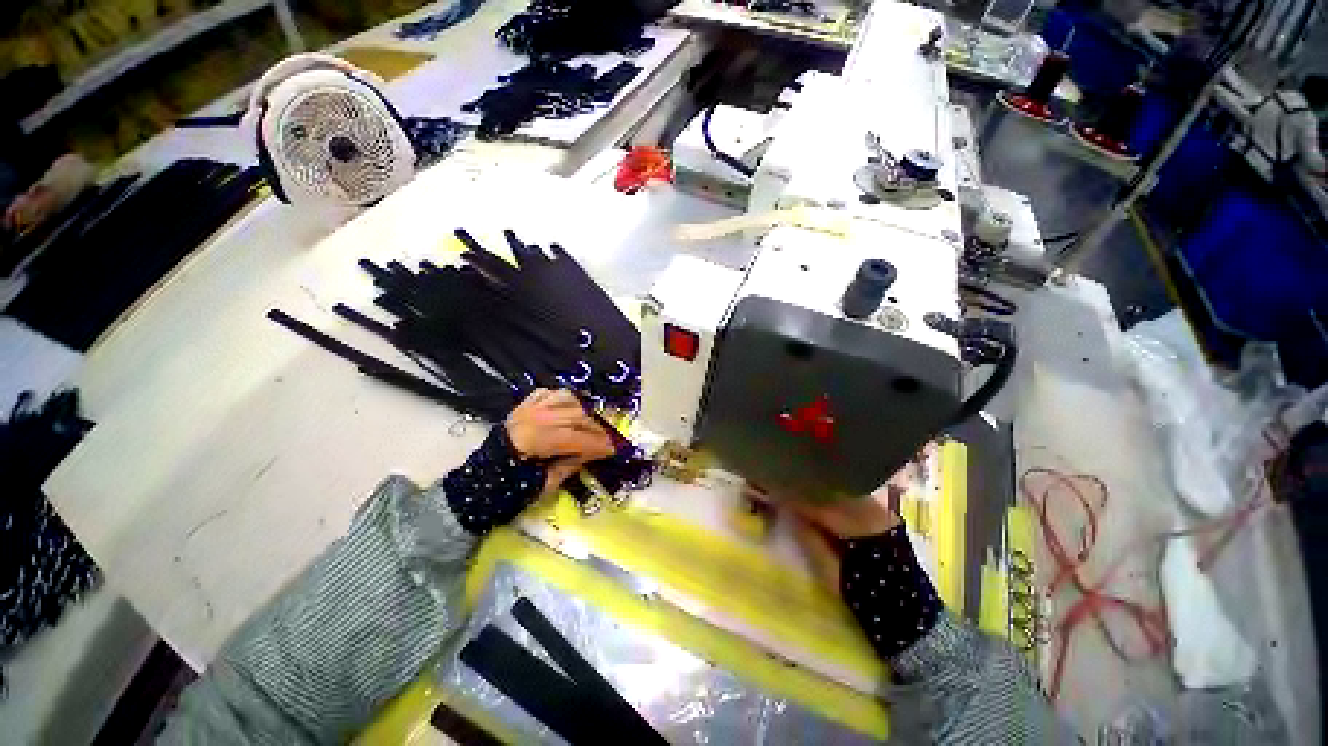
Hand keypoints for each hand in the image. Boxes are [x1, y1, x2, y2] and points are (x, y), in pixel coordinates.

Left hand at [505, 389, 614, 490]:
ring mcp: (529, 407)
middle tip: (607, 441)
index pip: (578, 438)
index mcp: (537, 439)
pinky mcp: (524, 405)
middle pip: (577, 416)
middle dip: (597, 429)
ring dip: (584, 412)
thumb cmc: (511, 488)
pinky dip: (565, 399)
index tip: (614, 450)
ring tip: (592, 426)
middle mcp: (536, 417)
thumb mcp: (544, 484)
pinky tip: (571, 411)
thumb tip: (594, 453)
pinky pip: (551, 393)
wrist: (479, 480)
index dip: (598, 444)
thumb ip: (571, 465)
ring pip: (568, 400)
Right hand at [751, 460, 916, 591]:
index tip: (772, 490)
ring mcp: (882, 512)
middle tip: (782, 486)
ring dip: (818, 490)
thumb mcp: (831, 574)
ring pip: (842, 492)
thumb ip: (810, 539)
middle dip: (805, 488)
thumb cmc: (867, 599)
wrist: (911, 617)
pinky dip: (833, 497)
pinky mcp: (885, 516)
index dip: (794, 496)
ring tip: (796, 490)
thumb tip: (790, 513)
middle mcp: (874, 512)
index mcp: (860, 528)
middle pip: (831, 491)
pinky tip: (819, 499)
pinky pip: (853, 498)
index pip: (820, 505)